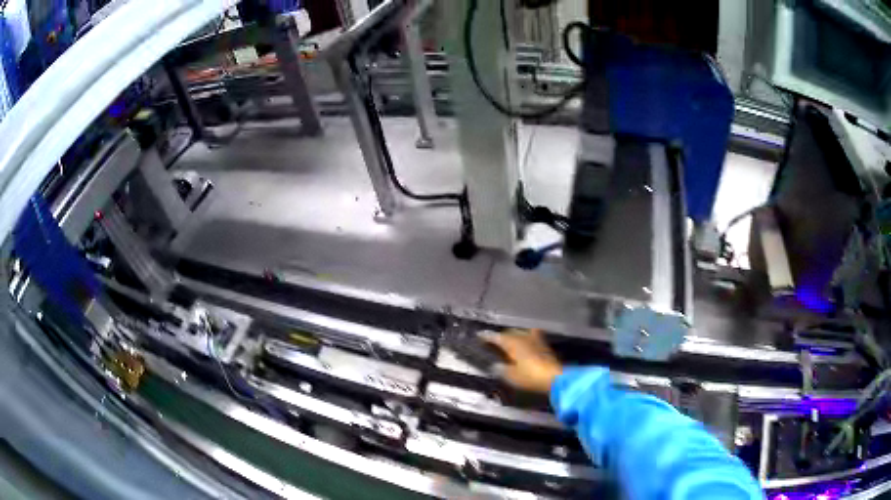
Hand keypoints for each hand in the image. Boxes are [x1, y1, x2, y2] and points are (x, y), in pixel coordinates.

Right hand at [481, 329, 562, 392]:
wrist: (555, 377)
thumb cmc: (530, 376)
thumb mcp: (511, 376)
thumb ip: (501, 369)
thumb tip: (495, 365)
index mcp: (513, 342)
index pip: (496, 336)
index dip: (487, 336)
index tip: (479, 335)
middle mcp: (523, 336)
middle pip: (509, 332)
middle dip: (501, 335)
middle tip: (493, 341)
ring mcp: (536, 339)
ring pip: (521, 333)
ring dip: (514, 336)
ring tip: (508, 342)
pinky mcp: (544, 345)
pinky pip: (530, 337)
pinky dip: (524, 340)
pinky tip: (523, 345)